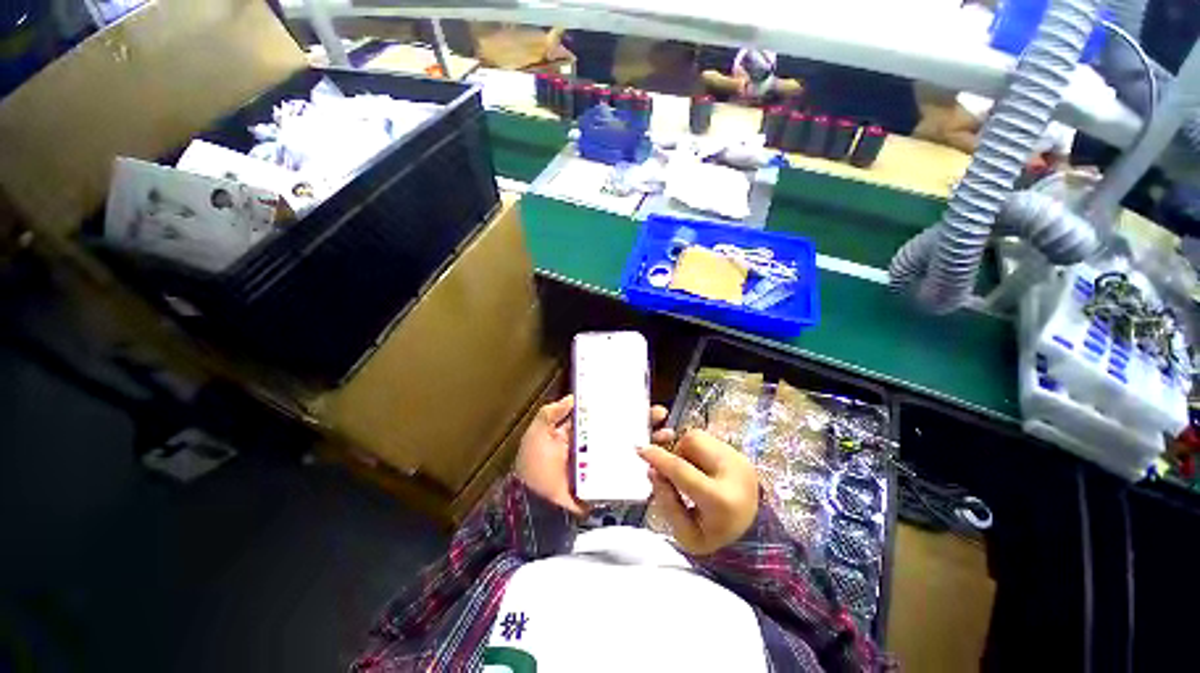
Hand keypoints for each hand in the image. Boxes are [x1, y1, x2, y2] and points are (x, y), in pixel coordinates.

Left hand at [516, 395, 675, 516]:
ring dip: (649, 442)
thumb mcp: (537, 434)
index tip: (637, 398)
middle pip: (623, 431)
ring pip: (630, 450)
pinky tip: (659, 461)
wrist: (534, 506)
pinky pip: (629, 474)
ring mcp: (603, 466)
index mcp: (580, 434)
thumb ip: (550, 414)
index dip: (620, 407)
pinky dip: (645, 469)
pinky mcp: (608, 484)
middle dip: (642, 422)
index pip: (604, 416)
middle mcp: (594, 447)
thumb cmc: (533, 467)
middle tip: (660, 414)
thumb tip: (572, 396)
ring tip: (667, 434)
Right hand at [638, 429, 758, 555]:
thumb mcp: (686, 534)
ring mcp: (739, 459)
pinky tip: (704, 470)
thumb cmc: (715, 536)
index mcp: (720, 500)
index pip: (681, 470)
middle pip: (690, 443)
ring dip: (686, 451)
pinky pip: (707, 439)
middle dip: (676, 453)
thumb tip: (653, 471)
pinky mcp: (740, 452)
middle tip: (675, 473)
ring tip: (692, 472)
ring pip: (697, 436)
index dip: (658, 458)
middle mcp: (733, 472)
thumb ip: (666, 502)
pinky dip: (697, 451)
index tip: (641, 450)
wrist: (754, 534)